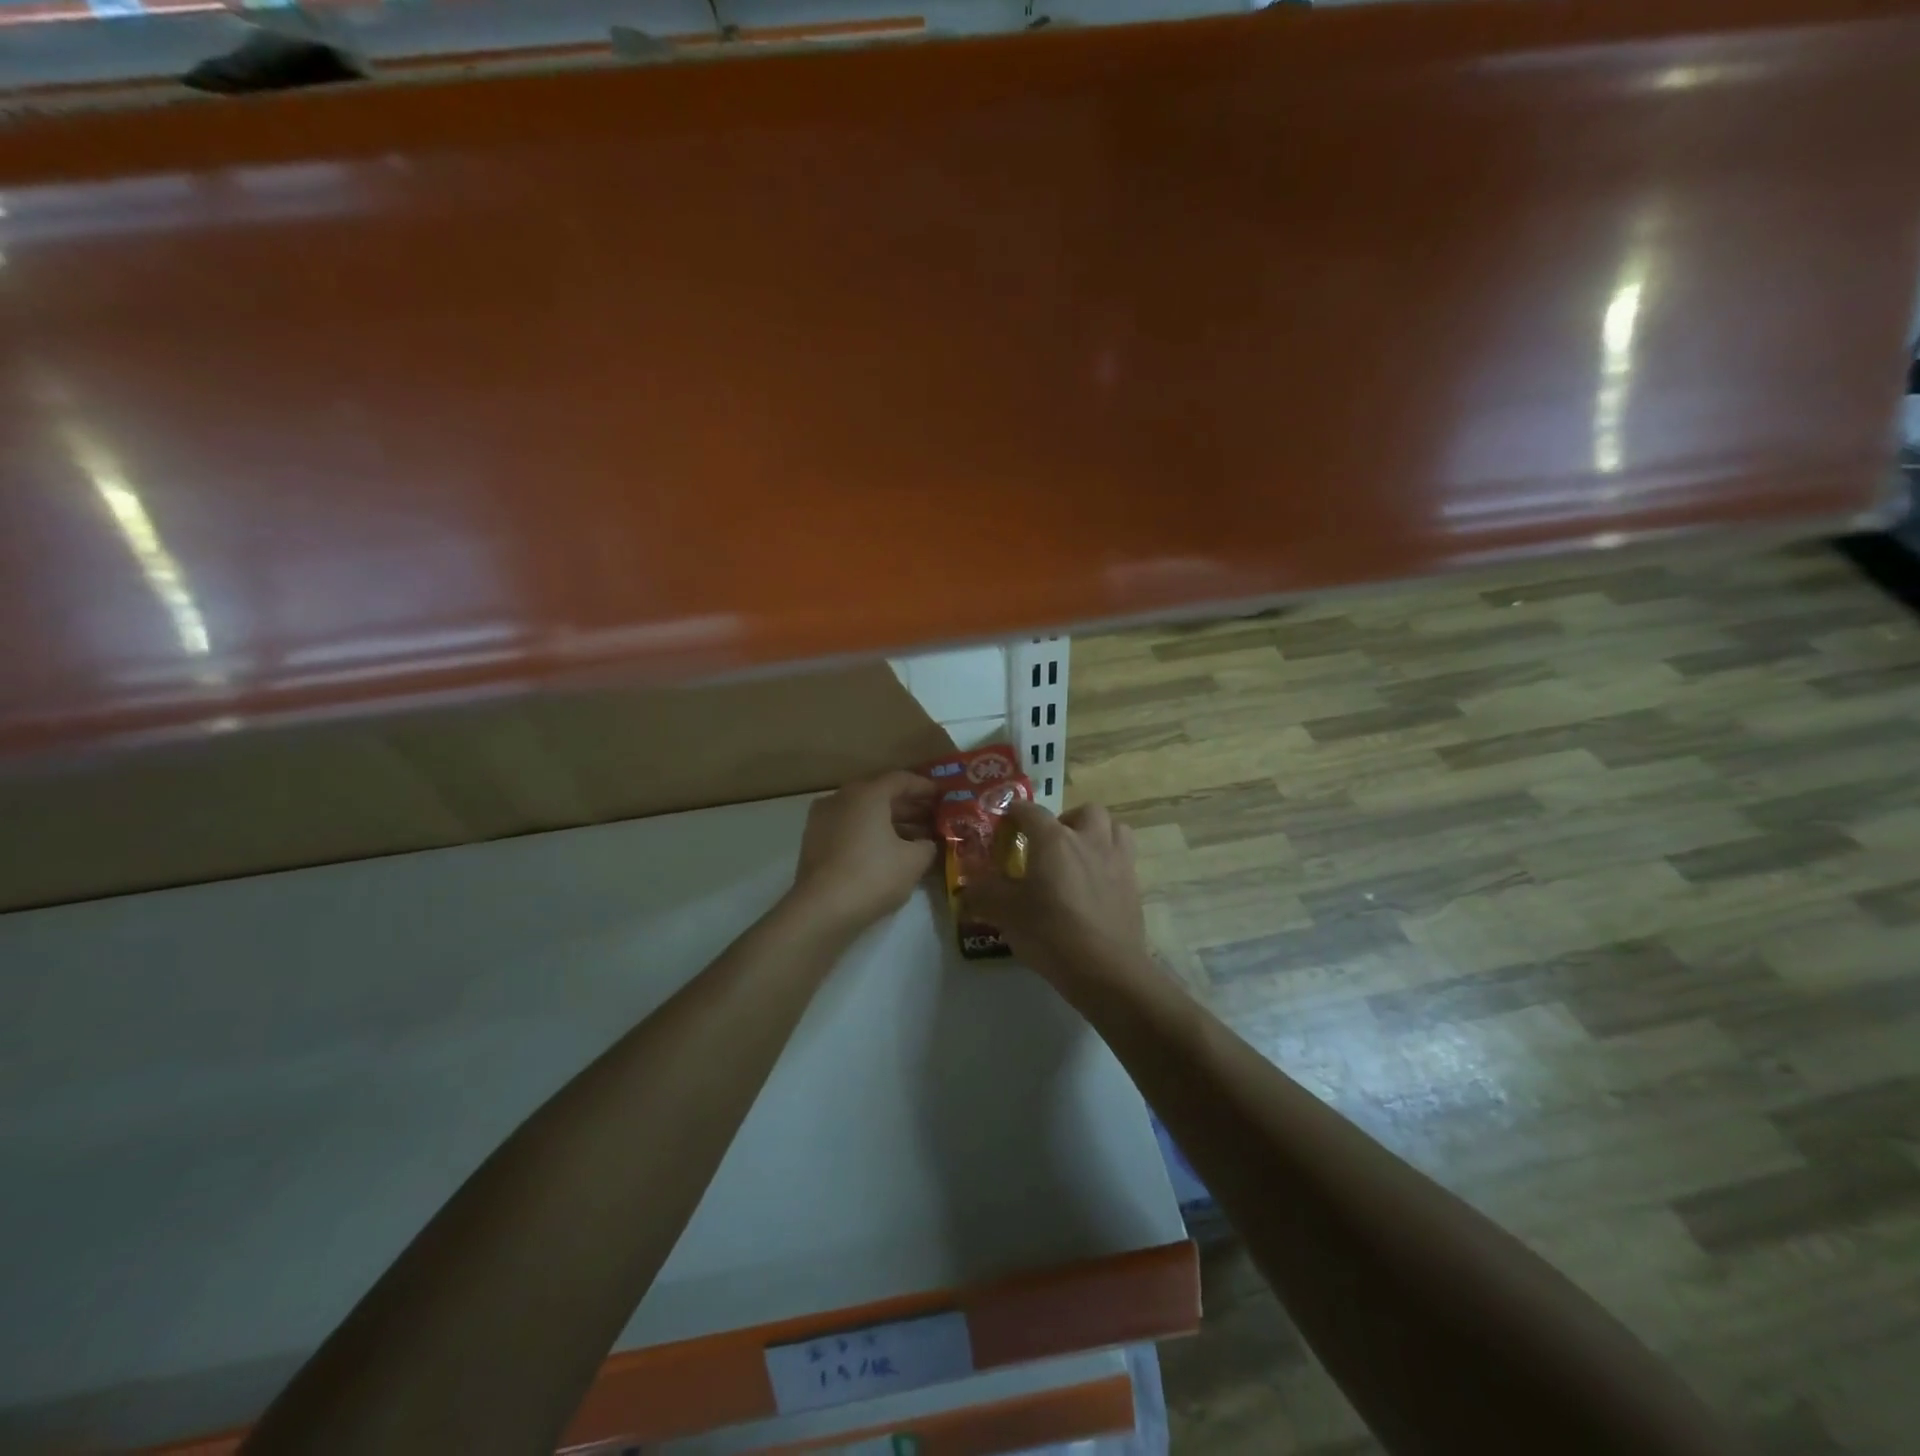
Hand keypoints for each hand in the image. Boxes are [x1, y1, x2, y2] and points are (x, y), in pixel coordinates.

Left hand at [789, 771, 939, 934]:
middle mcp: (841, 798)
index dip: (924, 787)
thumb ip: (927, 845)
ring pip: (863, 813)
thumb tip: (926, 843)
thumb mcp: (914, 861)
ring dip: (889, 822)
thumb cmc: (873, 876)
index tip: (941, 795)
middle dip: (908, 806)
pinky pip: (849, 828)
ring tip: (914, 838)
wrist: (821, 910)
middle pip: (880, 794)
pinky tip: (886, 851)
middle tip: (931, 817)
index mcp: (867, 793)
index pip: (901, 779)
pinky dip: (869, 833)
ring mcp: (823, 819)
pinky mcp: (814, 841)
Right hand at [964, 801, 1147, 979]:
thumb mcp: (1006, 913)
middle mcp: (1089, 839)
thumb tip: (967, 888)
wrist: (1106, 970)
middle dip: (1066, 820)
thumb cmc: (1051, 933)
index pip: (1030, 811)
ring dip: (1096, 833)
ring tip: (1080, 855)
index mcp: (1054, 839)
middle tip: (1050, 844)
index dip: (1014, 813)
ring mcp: (1117, 860)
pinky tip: (1096, 883)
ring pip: (1113, 827)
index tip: (1004, 825)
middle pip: (1084, 810)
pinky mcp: (1134, 884)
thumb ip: (983, 894)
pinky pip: (1124, 856)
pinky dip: (1110, 859)